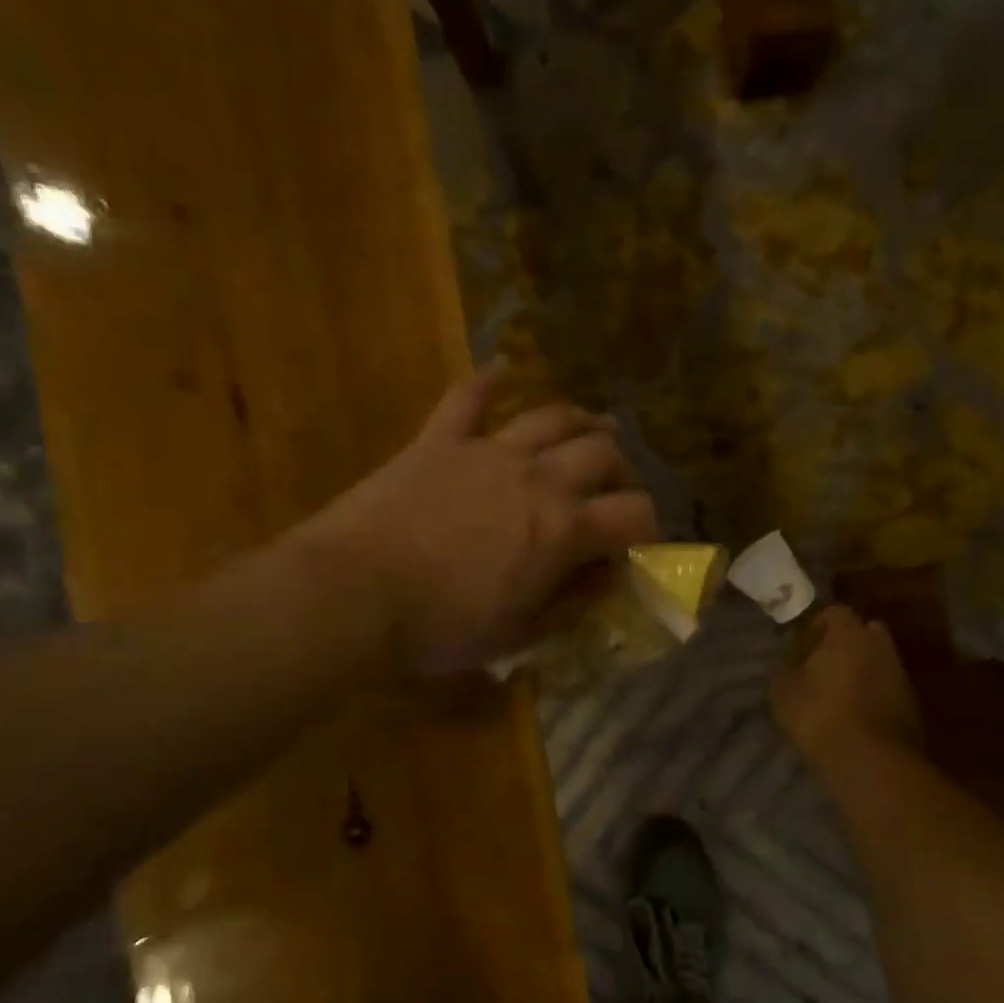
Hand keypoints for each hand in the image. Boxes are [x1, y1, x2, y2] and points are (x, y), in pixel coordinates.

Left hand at [303, 365, 658, 675]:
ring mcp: (488, 450)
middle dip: (621, 470)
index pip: (634, 514)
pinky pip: (468, 398)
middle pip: (601, 454)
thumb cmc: (441, 627)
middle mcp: (538, 478)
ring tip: (594, 428)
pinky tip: (502, 368)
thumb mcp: (520, 634)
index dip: (648, 527)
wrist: (354, 594)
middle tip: (616, 487)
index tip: (638, 541)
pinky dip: (488, 381)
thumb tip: (610, 576)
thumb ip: (573, 603)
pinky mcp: (439, 439)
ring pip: (551, 417)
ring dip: (581, 420)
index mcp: (563, 529)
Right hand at [770, 605, 923, 768]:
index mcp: (849, 635)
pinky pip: (889, 689)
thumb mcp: (784, 694)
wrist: (872, 761)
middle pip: (865, 633)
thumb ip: (780, 672)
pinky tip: (857, 717)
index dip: (818, 625)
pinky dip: (875, 696)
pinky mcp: (913, 706)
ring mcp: (901, 676)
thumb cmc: (821, 716)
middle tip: (825, 666)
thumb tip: (779, 664)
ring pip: (880, 662)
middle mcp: (881, 647)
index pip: (836, 612)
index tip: (803, 646)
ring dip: (863, 671)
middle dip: (847, 644)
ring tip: (839, 695)